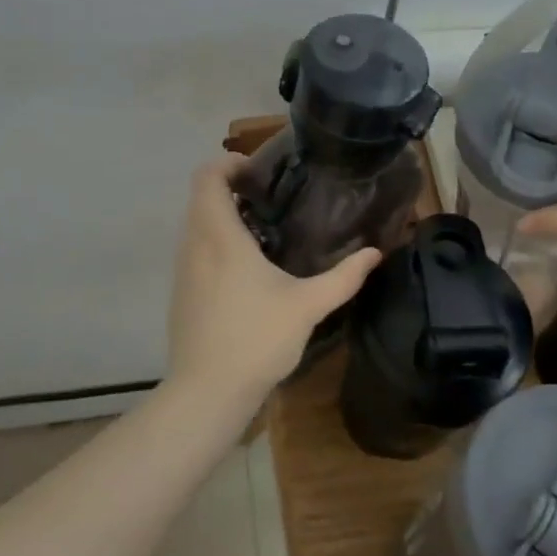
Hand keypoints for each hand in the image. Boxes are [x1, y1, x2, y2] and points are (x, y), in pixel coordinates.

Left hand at [165, 153, 381, 401]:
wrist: (207, 392)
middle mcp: (194, 245)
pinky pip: (195, 250)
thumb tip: (375, 253)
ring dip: (222, 216)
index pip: (207, 177)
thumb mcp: (308, 306)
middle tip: (270, 197)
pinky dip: (215, 242)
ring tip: (263, 229)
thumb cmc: (257, 339)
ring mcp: (183, 270)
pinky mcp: (181, 293)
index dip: (228, 163)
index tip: (259, 171)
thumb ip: (344, 277)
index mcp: (220, 237)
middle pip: (200, 197)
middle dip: (230, 188)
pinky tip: (246, 269)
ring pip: (195, 225)